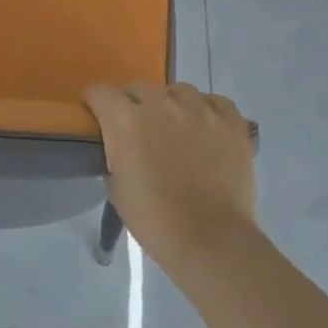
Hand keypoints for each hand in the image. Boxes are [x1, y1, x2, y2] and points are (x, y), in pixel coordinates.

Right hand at [84, 81, 257, 276]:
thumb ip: (116, 155)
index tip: (98, 117)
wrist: (211, 240)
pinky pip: (216, 102)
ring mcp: (200, 111)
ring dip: (171, 104)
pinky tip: (207, 127)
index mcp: (125, 121)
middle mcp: (161, 105)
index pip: (99, 92)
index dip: (96, 103)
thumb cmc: (155, 220)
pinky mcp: (231, 123)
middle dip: (133, 103)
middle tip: (138, 128)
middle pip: (139, 87)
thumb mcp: (117, 188)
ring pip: (179, 90)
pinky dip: (208, 110)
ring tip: (176, 127)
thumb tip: (122, 147)